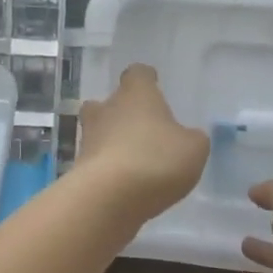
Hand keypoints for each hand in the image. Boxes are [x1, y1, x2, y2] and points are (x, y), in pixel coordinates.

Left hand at [76, 64, 209, 223]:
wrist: (108, 198)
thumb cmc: (156, 160)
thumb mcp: (193, 149)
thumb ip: (192, 139)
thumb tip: (187, 137)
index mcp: (136, 95)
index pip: (138, 74)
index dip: (146, 79)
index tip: (153, 85)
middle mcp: (106, 110)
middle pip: (108, 102)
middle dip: (122, 112)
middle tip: (140, 127)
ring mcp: (87, 139)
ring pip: (98, 132)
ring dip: (112, 142)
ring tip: (135, 161)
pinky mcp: (78, 169)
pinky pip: (96, 162)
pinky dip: (108, 169)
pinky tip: (124, 184)